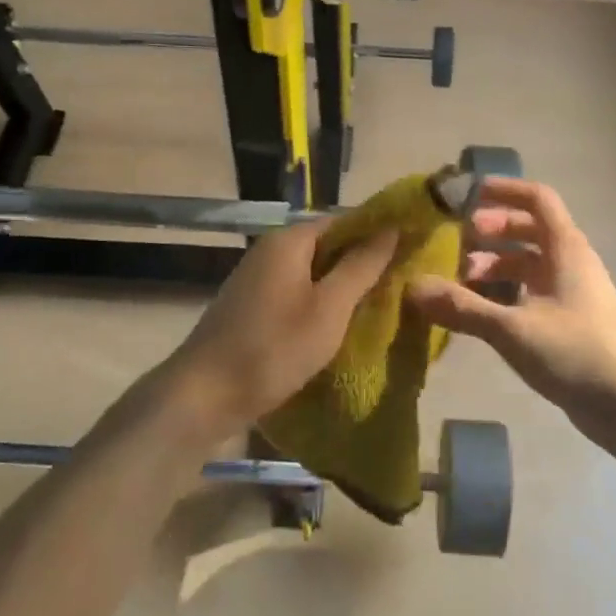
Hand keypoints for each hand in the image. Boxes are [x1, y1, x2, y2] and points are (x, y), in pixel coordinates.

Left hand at [153, 217, 397, 448]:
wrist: (204, 396)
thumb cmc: (273, 347)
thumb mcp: (329, 308)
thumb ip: (361, 266)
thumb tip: (391, 228)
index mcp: (289, 241)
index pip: (344, 220)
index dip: (378, 232)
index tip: (411, 250)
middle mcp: (271, 250)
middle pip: (328, 245)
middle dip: (363, 262)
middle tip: (402, 283)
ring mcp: (258, 279)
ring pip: (313, 272)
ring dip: (342, 286)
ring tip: (380, 305)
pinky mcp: (252, 307)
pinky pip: (297, 293)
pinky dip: (320, 303)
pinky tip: (339, 325)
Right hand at [405, 179, 615, 438]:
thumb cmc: (575, 354)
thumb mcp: (512, 329)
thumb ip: (462, 307)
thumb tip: (412, 286)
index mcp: (566, 248)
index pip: (538, 199)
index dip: (505, 190)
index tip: (470, 194)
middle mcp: (572, 262)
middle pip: (530, 229)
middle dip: (492, 230)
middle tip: (457, 241)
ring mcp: (574, 292)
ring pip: (530, 263)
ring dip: (496, 263)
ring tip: (461, 280)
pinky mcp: (571, 320)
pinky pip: (534, 290)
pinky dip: (507, 291)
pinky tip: (482, 311)